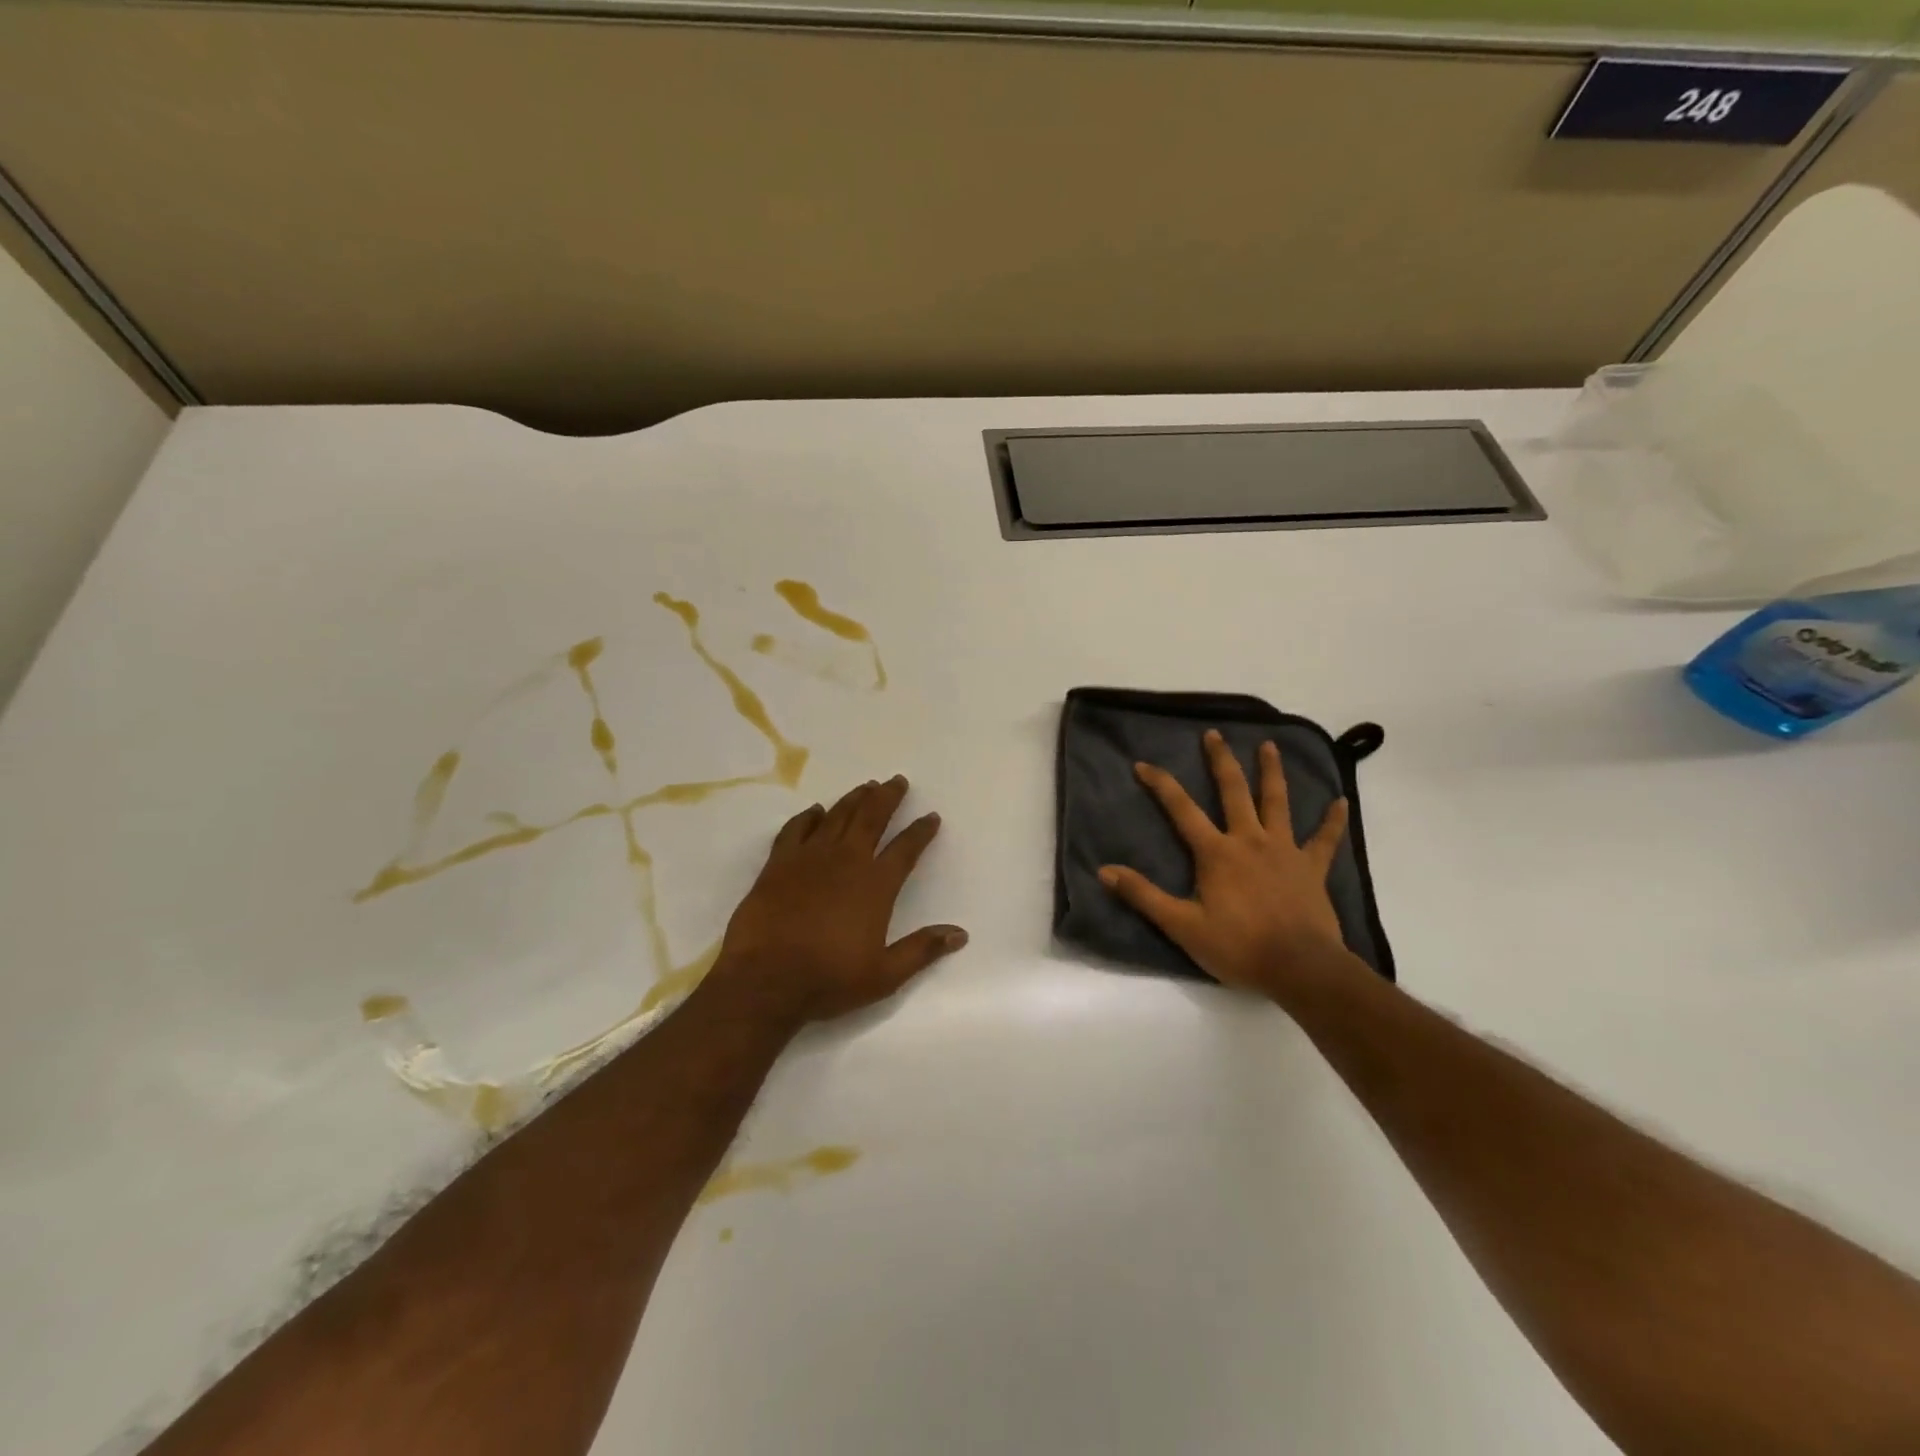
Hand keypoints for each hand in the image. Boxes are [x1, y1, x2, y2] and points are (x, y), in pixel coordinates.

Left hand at [703, 775, 966, 1028]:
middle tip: (897, 781)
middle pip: (871, 817)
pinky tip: (815, 810)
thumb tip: (960, 934)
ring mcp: (809, 858)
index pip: (906, 848)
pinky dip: (808, 817)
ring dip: (854, 799)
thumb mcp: (885, 975)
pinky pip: (796, 829)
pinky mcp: (779, 863)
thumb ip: (922, 950)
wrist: (764, 980)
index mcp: (875, 885)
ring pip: (837, 816)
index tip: (931, 817)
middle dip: (887, 797)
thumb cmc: (828, 979)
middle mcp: (846, 861)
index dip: (921, 831)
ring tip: (866, 786)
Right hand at [1099, 730, 1357, 999]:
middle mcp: (1249, 840)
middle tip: (1215, 734)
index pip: (1182, 810)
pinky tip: (1341, 802)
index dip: (1161, 784)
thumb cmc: (1238, 946)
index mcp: (1216, 852)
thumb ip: (1144, 896)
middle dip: (1221, 761)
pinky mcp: (1312, 868)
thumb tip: (1105, 871)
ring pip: (1277, 802)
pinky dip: (1333, 820)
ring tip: (1269, 746)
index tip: (1143, 764)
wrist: (1300, 968)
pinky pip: (1324, 839)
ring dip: (1271, 772)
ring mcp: (1284, 850)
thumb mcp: (1182, 926)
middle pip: (1234, 791)